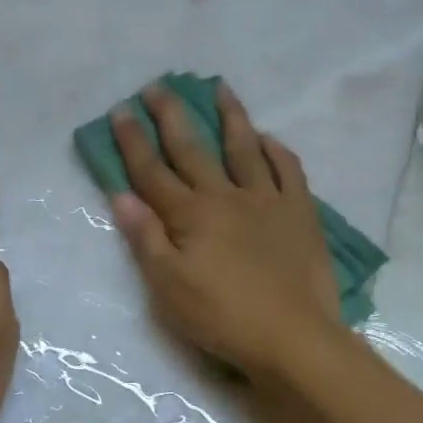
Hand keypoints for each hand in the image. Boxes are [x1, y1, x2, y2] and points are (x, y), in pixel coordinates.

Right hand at [110, 82, 341, 377]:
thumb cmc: (222, 317)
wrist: (293, 337)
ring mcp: (267, 201)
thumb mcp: (168, 287)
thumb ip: (145, 238)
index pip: (153, 171)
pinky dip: (276, 151)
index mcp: (190, 216)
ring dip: (230, 117)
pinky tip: (268, 138)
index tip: (121, 110)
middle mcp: (226, 197)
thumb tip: (121, 195)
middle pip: (193, 149)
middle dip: (172, 116)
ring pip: (244, 148)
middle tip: (158, 85)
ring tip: (220, 88)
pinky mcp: (300, 213)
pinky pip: (288, 170)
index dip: (134, 141)